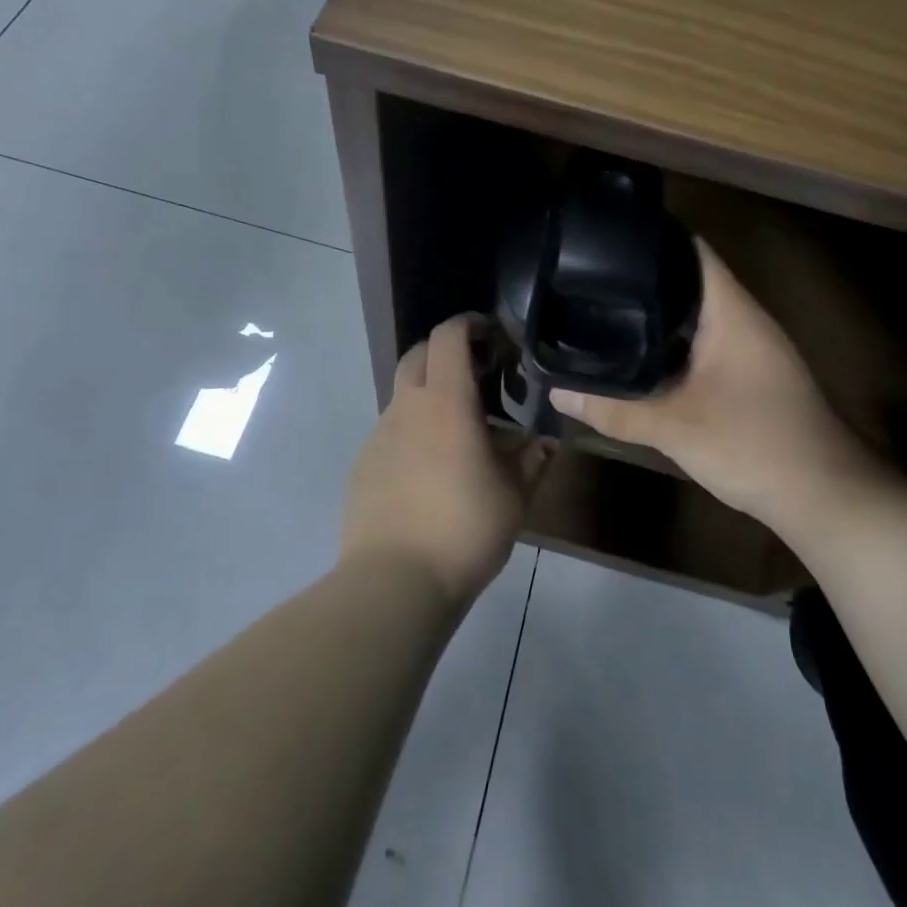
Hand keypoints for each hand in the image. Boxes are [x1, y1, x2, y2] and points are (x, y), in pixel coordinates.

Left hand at [341, 314, 552, 605]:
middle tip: (477, 374)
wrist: (393, 583)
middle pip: (419, 354)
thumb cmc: (464, 529)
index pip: (448, 335)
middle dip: (446, 352)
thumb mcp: (514, 496)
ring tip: (459, 431)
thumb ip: (532, 460)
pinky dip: (413, 431)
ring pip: (404, 394)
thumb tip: (543, 442)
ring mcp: (379, 435)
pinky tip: (431, 469)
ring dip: (430, 395)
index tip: (491, 333)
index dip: (469, 323)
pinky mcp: (363, 464)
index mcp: (445, 401)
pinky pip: (392, 431)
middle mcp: (406, 407)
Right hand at [551, 239, 883, 537]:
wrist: (823, 497)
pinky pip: (701, 343)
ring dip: (655, 314)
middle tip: (587, 281)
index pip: (691, 250)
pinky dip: (670, 343)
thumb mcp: (676, 428)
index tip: (603, 242)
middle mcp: (741, 318)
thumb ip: (615, 409)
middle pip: (688, 280)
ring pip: (694, 315)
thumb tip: (556, 393)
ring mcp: (748, 347)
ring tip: (601, 310)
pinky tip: (636, 356)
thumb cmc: (755, 445)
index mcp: (731, 311)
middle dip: (641, 280)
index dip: (651, 238)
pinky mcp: (747, 374)